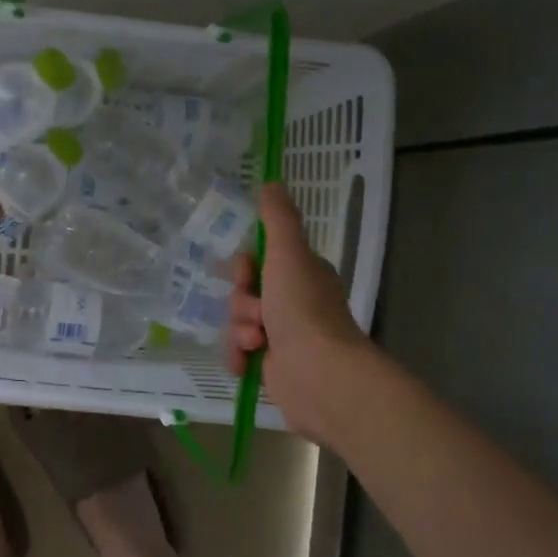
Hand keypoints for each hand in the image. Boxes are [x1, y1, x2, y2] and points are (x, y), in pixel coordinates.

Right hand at [226, 183, 373, 443]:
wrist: (319, 375)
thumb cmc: (303, 309)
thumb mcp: (288, 254)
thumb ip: (278, 219)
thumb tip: (272, 182)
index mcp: (301, 276)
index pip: (258, 262)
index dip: (244, 268)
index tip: (247, 275)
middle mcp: (294, 303)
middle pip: (244, 293)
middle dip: (241, 303)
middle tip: (256, 313)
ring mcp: (283, 337)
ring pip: (238, 323)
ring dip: (239, 331)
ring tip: (256, 343)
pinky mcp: (272, 367)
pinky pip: (239, 353)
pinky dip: (238, 357)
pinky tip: (245, 362)